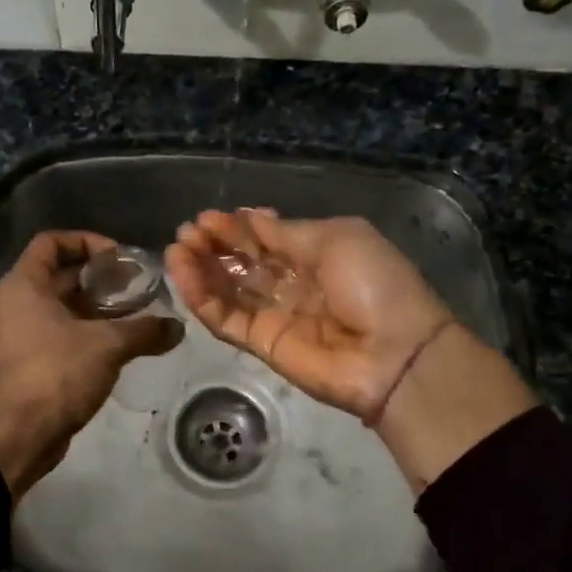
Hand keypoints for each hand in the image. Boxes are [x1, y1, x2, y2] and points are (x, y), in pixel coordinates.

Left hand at [0, 230, 181, 499]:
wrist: (18, 435)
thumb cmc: (56, 373)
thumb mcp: (108, 345)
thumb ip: (145, 330)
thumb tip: (177, 327)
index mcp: (24, 284)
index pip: (51, 242)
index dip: (86, 241)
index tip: (119, 258)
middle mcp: (16, 303)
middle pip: (60, 275)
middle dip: (99, 279)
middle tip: (137, 287)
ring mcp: (19, 334)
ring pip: (62, 307)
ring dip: (97, 308)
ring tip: (136, 315)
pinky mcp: (28, 362)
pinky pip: (59, 334)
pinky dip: (87, 332)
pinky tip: (120, 345)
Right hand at [165, 210, 534, 488]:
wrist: (395, 354)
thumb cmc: (373, 284)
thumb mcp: (335, 239)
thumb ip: (285, 233)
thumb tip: (249, 217)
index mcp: (316, 254)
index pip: (265, 238)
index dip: (235, 228)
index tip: (206, 218)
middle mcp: (292, 283)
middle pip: (243, 263)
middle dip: (213, 246)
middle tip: (185, 234)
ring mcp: (276, 315)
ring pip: (229, 290)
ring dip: (200, 270)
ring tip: (175, 251)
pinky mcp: (262, 345)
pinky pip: (226, 319)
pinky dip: (203, 300)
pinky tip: (184, 278)